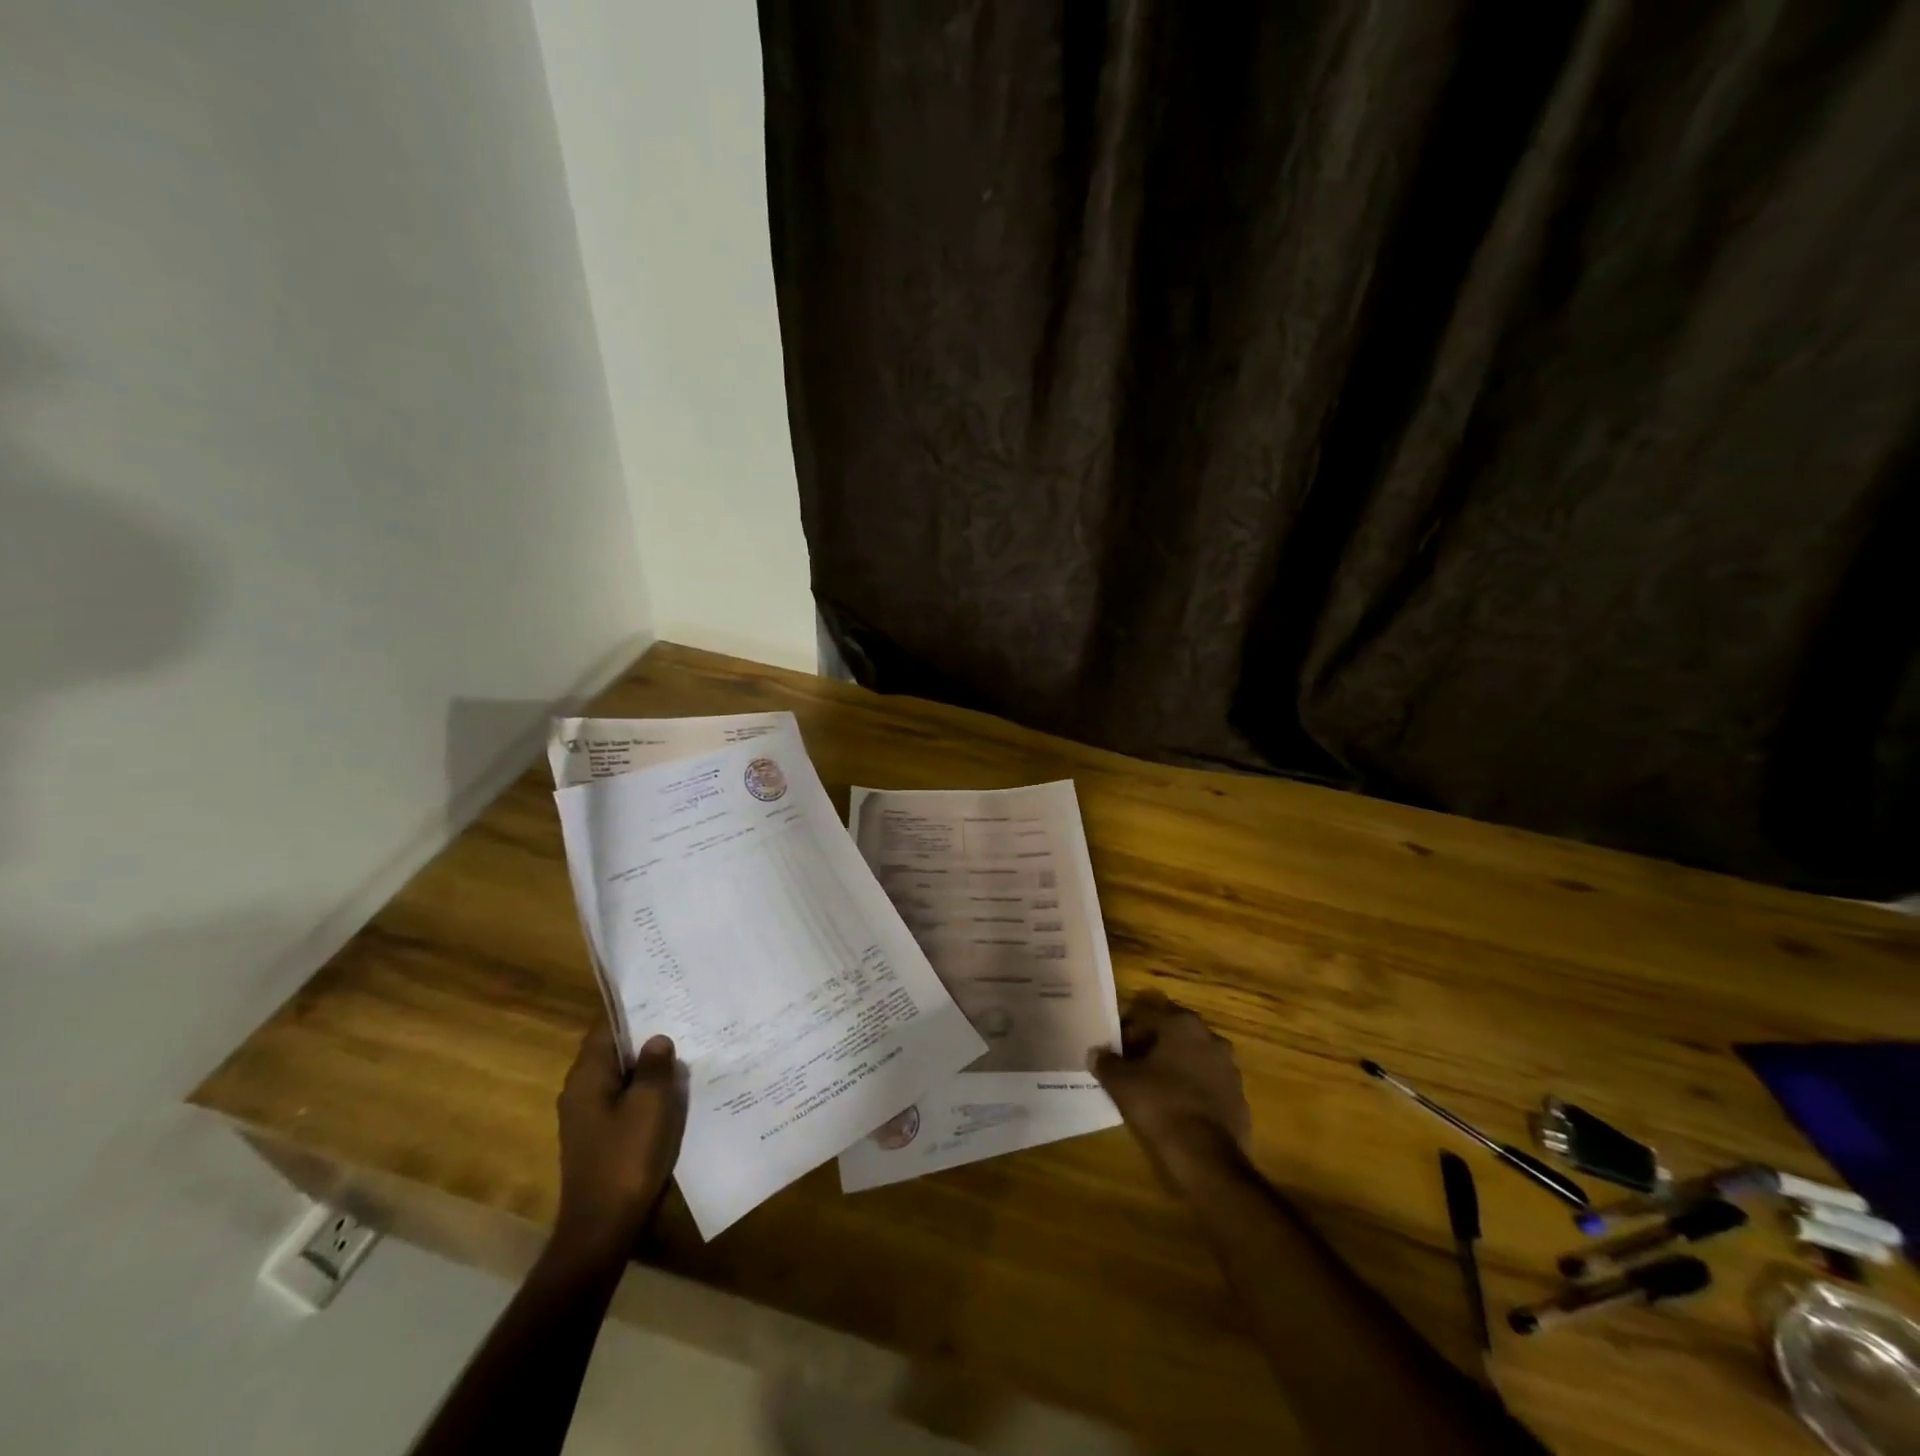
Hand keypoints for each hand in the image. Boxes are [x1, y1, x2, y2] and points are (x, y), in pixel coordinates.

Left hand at [552, 1016, 687, 1262]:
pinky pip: (622, 1098)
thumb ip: (654, 1067)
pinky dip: (643, 1088)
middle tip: (681, 1015)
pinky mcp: (598, 1136)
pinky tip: (671, 1089)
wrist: (602, 1227)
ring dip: (645, 1063)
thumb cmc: (626, 1158)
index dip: (631, 1008)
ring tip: (683, 1046)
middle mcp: (579, 1090)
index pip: (605, 1026)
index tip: (661, 991)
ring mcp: (586, 1116)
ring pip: (618, 1074)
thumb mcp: (650, 1105)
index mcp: (586, 1076)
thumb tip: (657, 1039)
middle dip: (643, 1034)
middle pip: (611, 1049)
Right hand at [1091, 990, 1251, 1192]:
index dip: (1125, 1029)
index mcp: (1181, 1024)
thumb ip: (1106, 1063)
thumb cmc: (1160, 1106)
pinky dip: (1192, 1086)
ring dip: (1174, 1064)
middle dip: (1151, 1044)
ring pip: (1192, 1055)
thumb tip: (1096, 1053)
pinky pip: (1208, 1082)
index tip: (1114, 1047)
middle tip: (1131, 1064)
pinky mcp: (1238, 1096)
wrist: (1207, 1158)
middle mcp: (1209, 1037)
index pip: (1145, 1014)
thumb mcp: (1122, 1083)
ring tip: (1153, 1086)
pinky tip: (1176, 1105)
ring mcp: (1228, 1067)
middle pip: (1171, 1032)